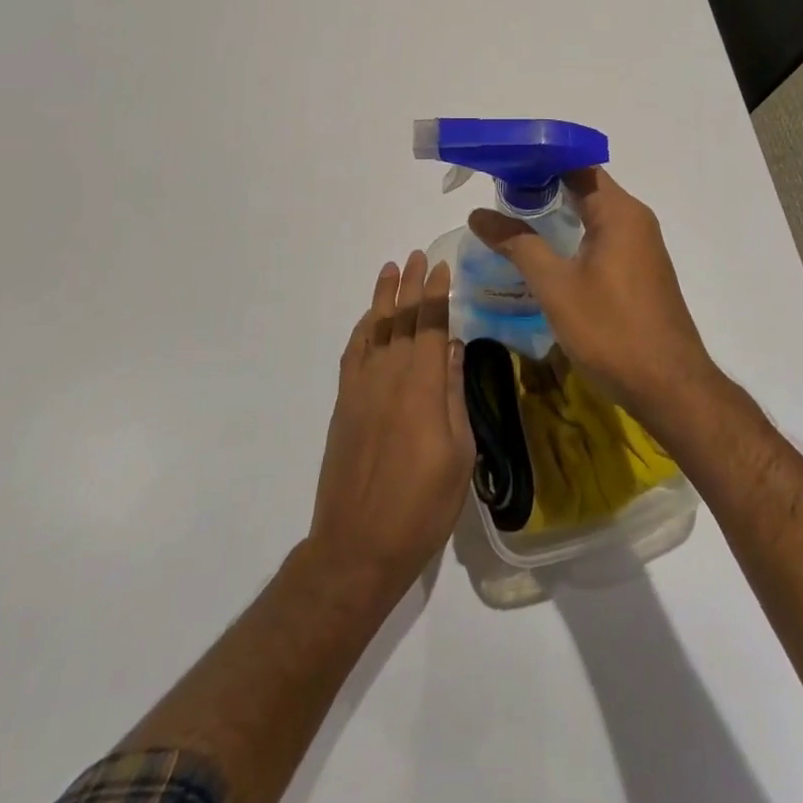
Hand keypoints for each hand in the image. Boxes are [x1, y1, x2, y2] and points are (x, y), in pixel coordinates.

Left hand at [307, 252, 474, 600]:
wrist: (358, 547)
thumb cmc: (421, 506)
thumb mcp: (458, 454)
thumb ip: (452, 395)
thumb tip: (452, 348)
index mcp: (421, 388)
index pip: (430, 326)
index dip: (436, 294)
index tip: (442, 267)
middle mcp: (389, 378)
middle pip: (400, 319)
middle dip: (410, 285)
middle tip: (417, 255)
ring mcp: (361, 390)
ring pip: (374, 330)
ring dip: (383, 298)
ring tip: (390, 269)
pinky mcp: (344, 405)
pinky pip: (352, 355)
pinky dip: (361, 330)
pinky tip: (369, 319)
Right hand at [468, 168, 721, 429]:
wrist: (669, 387)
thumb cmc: (611, 330)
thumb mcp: (556, 286)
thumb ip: (518, 245)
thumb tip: (479, 214)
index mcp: (619, 211)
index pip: (576, 165)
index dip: (539, 160)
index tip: (501, 165)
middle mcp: (635, 219)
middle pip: (585, 186)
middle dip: (542, 185)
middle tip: (498, 193)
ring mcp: (641, 245)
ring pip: (594, 213)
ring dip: (557, 211)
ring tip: (513, 218)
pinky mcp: (640, 269)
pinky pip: (603, 236)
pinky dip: (574, 233)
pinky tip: (547, 251)